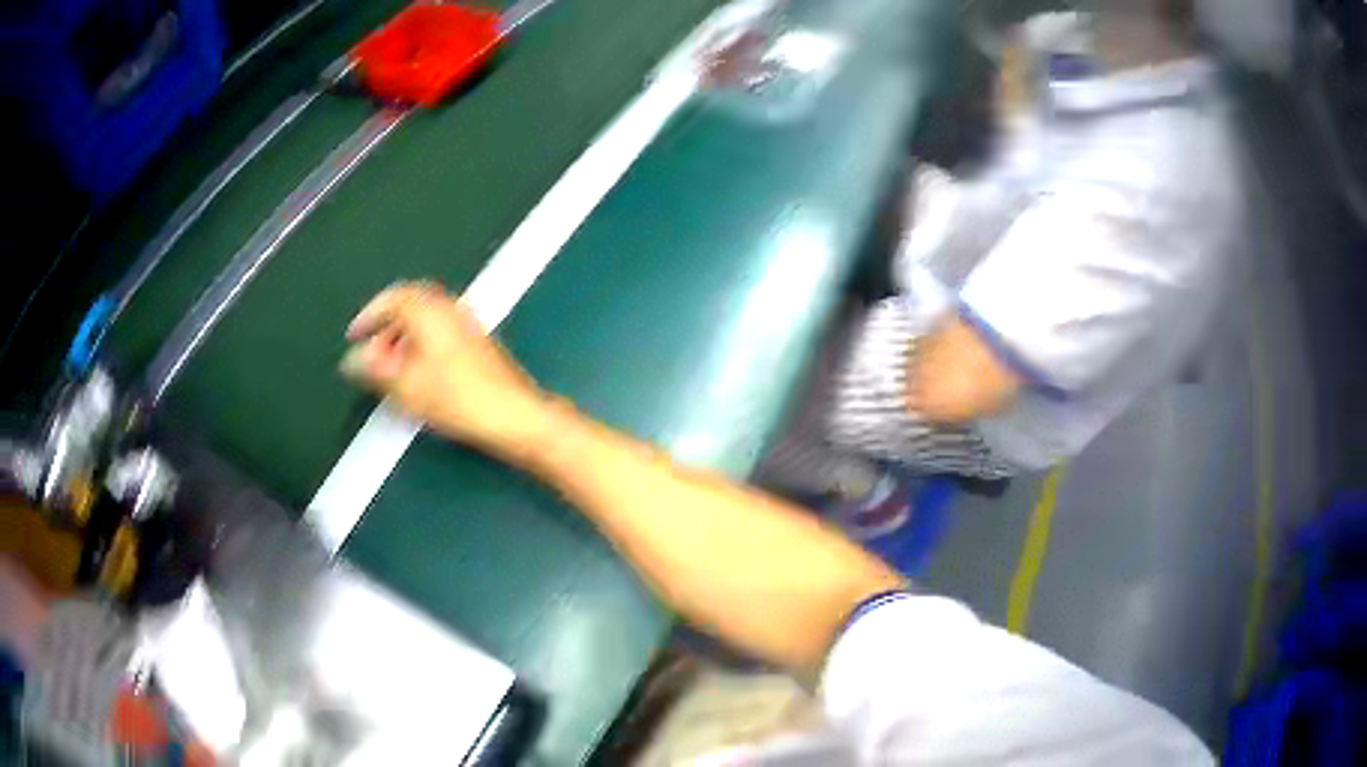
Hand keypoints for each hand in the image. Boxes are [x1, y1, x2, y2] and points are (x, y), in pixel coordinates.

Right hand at [342, 281, 554, 461]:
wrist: (513, 415)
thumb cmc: (457, 397)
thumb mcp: (405, 386)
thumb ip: (374, 368)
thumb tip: (352, 359)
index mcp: (430, 309)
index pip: (393, 297)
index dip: (369, 315)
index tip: (354, 335)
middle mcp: (450, 308)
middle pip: (410, 307)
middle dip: (386, 329)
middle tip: (372, 355)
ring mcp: (468, 324)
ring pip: (427, 323)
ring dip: (404, 340)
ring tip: (392, 371)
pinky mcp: (479, 344)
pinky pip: (441, 335)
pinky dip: (423, 348)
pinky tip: (419, 376)